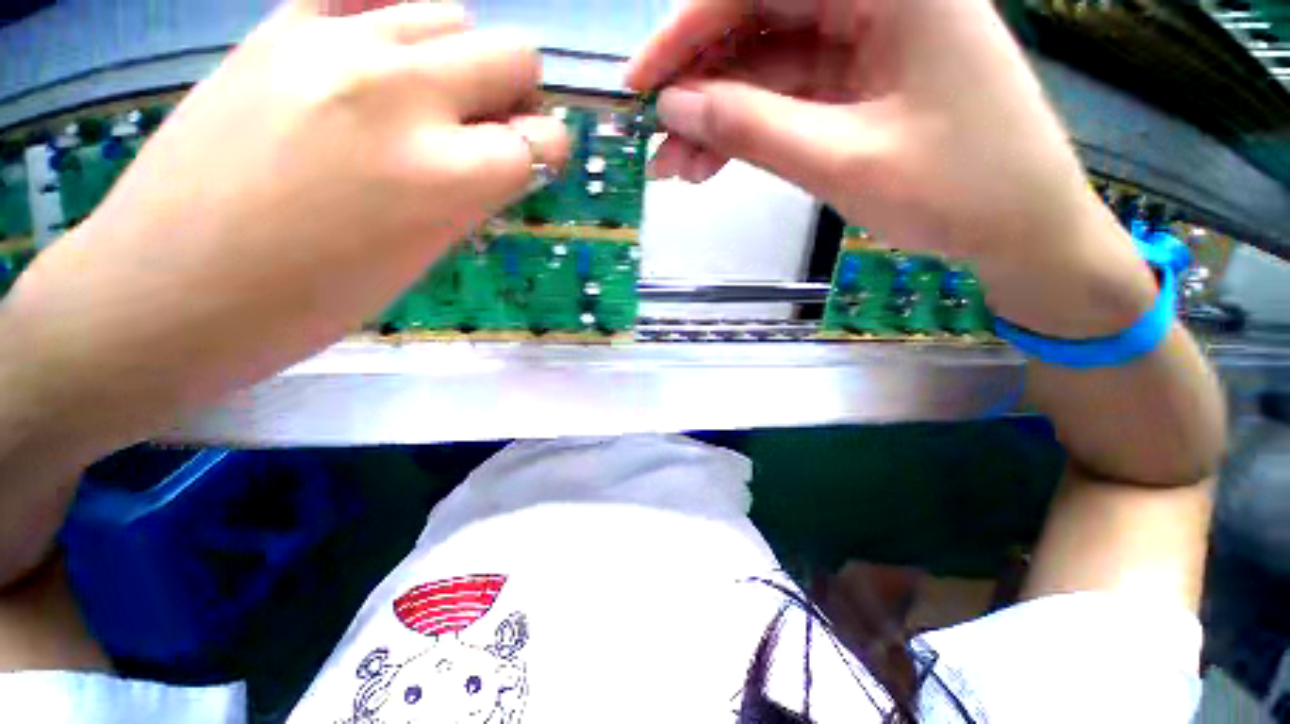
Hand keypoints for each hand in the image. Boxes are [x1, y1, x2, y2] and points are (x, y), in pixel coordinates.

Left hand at [7, 0, 568, 429]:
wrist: (169, 289)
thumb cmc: (312, 300)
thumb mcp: (423, 254)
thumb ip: (474, 192)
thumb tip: (506, 154)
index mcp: (444, 175)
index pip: (541, 140)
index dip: (545, 152)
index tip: (531, 163)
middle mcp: (401, 92)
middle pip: (513, 53)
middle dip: (516, 93)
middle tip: (488, 127)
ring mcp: (334, 44)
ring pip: (450, 13)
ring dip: (458, 58)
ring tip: (425, 101)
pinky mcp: (278, 27)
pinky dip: (392, 25)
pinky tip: (373, 65)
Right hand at [628, 0, 1156, 334]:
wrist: (1020, 229)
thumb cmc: (955, 190)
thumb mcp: (840, 160)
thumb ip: (752, 126)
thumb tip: (676, 108)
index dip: (687, 33)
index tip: (641, 86)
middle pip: (760, 24)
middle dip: (700, 89)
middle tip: (659, 144)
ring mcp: (871, 40)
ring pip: (768, 68)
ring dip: (719, 119)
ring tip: (679, 170)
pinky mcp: (864, 83)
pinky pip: (789, 97)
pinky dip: (749, 130)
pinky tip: (716, 165)